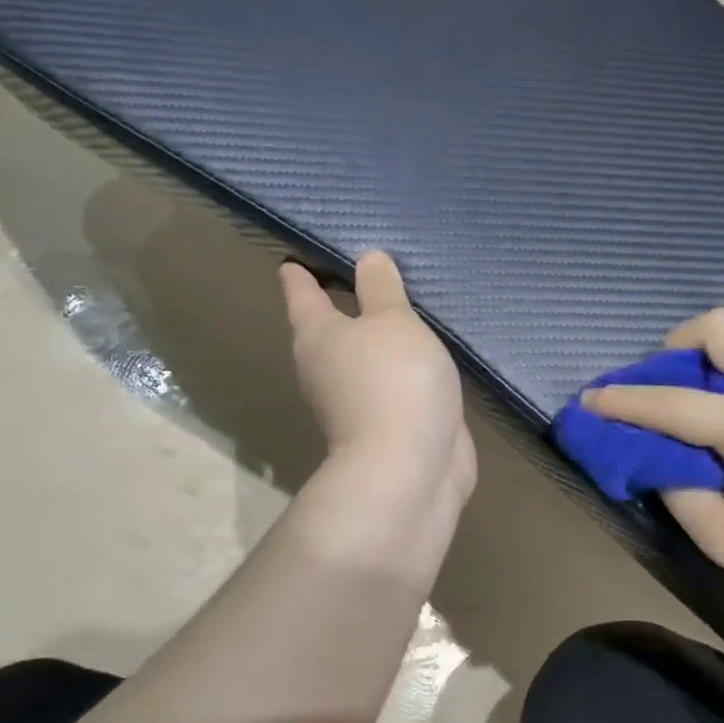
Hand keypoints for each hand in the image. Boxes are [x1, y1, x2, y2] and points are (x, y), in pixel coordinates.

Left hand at [280, 252, 475, 514]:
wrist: (409, 469)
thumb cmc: (393, 381)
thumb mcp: (392, 321)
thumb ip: (382, 289)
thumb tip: (367, 258)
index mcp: (317, 336)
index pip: (301, 291)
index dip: (299, 271)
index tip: (297, 253)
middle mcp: (327, 367)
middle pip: (328, 326)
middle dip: (342, 301)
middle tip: (365, 269)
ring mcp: (356, 400)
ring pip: (363, 356)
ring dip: (377, 336)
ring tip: (402, 306)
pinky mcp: (388, 422)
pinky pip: (393, 380)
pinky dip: (403, 364)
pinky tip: (425, 350)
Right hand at [583, 308, 723, 639]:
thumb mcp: (721, 538)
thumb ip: (675, 487)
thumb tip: (656, 454)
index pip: (671, 403)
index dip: (623, 401)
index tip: (590, 398)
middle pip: (720, 327)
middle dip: (677, 344)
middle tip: (665, 378)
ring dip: (719, 355)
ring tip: (709, 396)